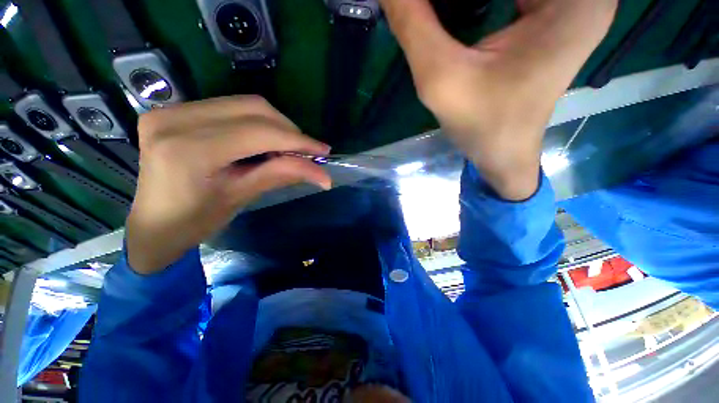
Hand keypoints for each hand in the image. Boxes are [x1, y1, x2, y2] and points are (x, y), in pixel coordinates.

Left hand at [126, 96, 330, 273]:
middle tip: (307, 151)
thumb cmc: (196, 221)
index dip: (297, 140)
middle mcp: (175, 119)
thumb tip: (323, 174)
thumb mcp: (242, 197)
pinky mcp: (175, 110)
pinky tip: (265, 141)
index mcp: (189, 150)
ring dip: (276, 125)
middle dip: (289, 130)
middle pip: (254, 108)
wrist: (155, 224)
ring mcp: (171, 110)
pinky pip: (231, 107)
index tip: (323, 150)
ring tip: (289, 148)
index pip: (259, 133)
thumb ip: (281, 175)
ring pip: (245, 104)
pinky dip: (258, 122)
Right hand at [380, 0, 616, 199]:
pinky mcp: (554, 14)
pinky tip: (461, 12)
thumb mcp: (439, 78)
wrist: (501, 153)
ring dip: (467, 1)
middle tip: (429, 14)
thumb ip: (412, 22)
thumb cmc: (480, 125)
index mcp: (575, 0)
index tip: (427, 12)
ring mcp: (572, 3)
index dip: (456, 1)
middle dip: (462, 1)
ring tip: (438, 15)